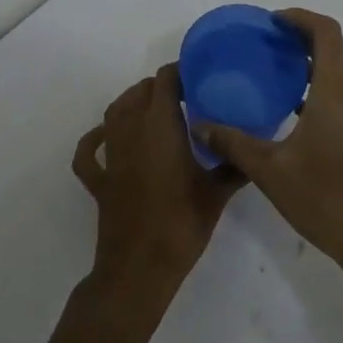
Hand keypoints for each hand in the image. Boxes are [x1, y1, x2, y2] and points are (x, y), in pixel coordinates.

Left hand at [73, 64, 240, 299]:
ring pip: (115, 111)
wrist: (139, 268)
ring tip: (154, 110)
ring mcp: (111, 154)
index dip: (180, 73)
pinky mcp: (99, 179)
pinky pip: (89, 151)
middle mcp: (131, 129)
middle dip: (160, 87)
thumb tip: (252, 150)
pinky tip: (106, 138)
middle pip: (140, 91)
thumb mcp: (216, 193)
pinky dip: (95, 140)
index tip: (199, 80)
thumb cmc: (181, 223)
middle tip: (186, 99)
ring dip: (132, 103)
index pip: (165, 80)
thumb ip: (234, 166)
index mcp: (160, 124)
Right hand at [195, 9, 342, 287]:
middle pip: (332, 51)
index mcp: (336, 89)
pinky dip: (322, 93)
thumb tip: (200, 124)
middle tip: (265, 49)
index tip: (272, 23)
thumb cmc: (327, 198)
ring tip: (276, 81)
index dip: (300, 18)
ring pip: (340, 77)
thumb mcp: (271, 171)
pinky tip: (297, 120)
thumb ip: (233, 143)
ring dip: (311, 69)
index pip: (325, 32)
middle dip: (300, 42)